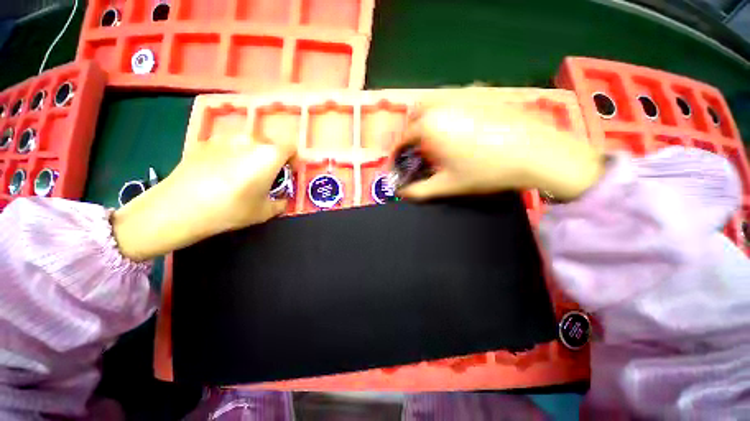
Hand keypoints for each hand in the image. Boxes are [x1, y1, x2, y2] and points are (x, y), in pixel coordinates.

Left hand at [112, 134, 295, 261]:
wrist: (178, 208)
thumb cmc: (230, 210)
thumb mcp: (264, 212)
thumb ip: (280, 203)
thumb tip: (282, 200)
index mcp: (268, 155)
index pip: (291, 148)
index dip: (292, 161)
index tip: (286, 174)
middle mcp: (249, 140)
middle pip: (269, 144)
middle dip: (272, 158)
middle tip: (265, 176)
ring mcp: (224, 138)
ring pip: (248, 143)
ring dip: (252, 155)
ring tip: (240, 175)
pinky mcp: (204, 141)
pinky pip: (227, 146)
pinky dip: (231, 155)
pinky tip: (218, 173)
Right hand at [395, 88, 603, 200]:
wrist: (536, 154)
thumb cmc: (485, 171)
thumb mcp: (447, 185)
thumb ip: (419, 191)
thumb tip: (401, 194)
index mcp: (429, 126)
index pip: (402, 138)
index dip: (397, 153)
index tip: (397, 163)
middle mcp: (441, 104)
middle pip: (415, 114)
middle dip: (410, 131)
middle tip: (416, 148)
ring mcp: (463, 94)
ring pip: (433, 101)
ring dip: (427, 118)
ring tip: (434, 137)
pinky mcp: (481, 93)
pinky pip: (453, 98)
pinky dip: (446, 111)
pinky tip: (458, 126)